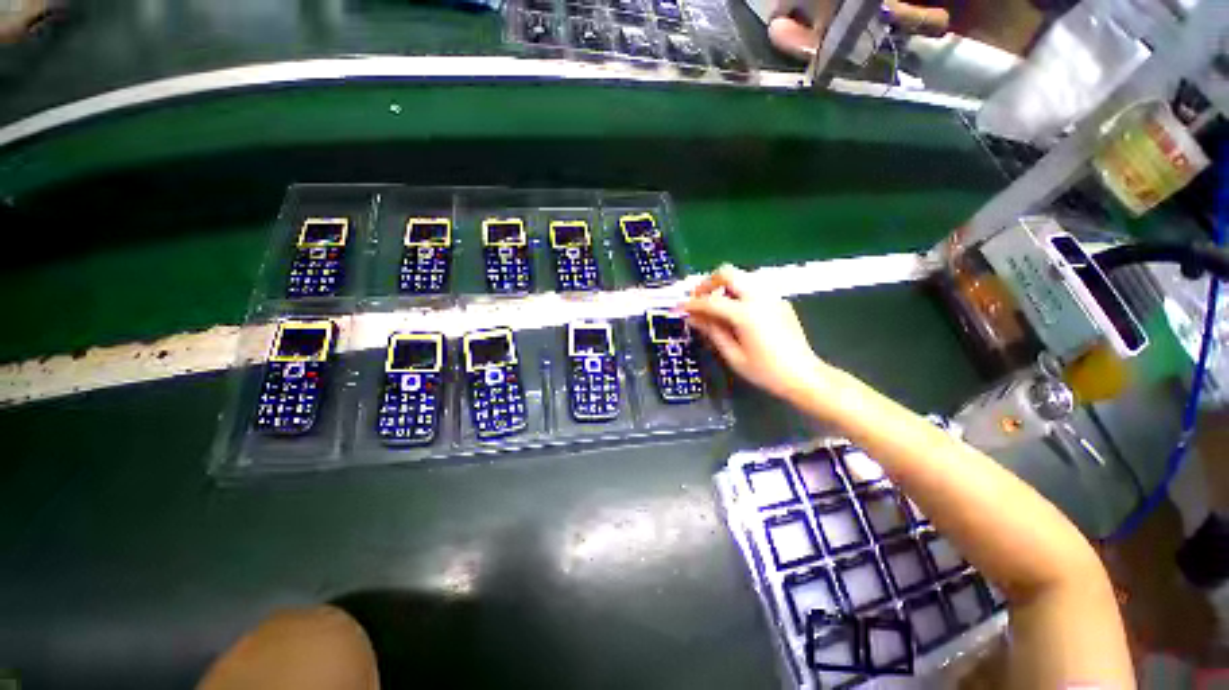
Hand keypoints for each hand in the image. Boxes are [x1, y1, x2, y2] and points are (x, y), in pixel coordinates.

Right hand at [680, 265, 828, 402]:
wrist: (804, 376)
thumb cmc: (766, 371)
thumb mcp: (734, 355)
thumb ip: (712, 332)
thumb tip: (693, 318)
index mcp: (746, 313)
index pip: (711, 301)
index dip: (692, 304)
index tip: (679, 309)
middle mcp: (759, 297)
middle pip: (728, 273)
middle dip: (708, 283)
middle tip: (698, 299)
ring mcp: (772, 296)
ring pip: (741, 277)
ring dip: (723, 286)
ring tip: (714, 306)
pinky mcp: (779, 301)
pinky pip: (753, 287)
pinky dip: (738, 293)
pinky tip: (735, 312)